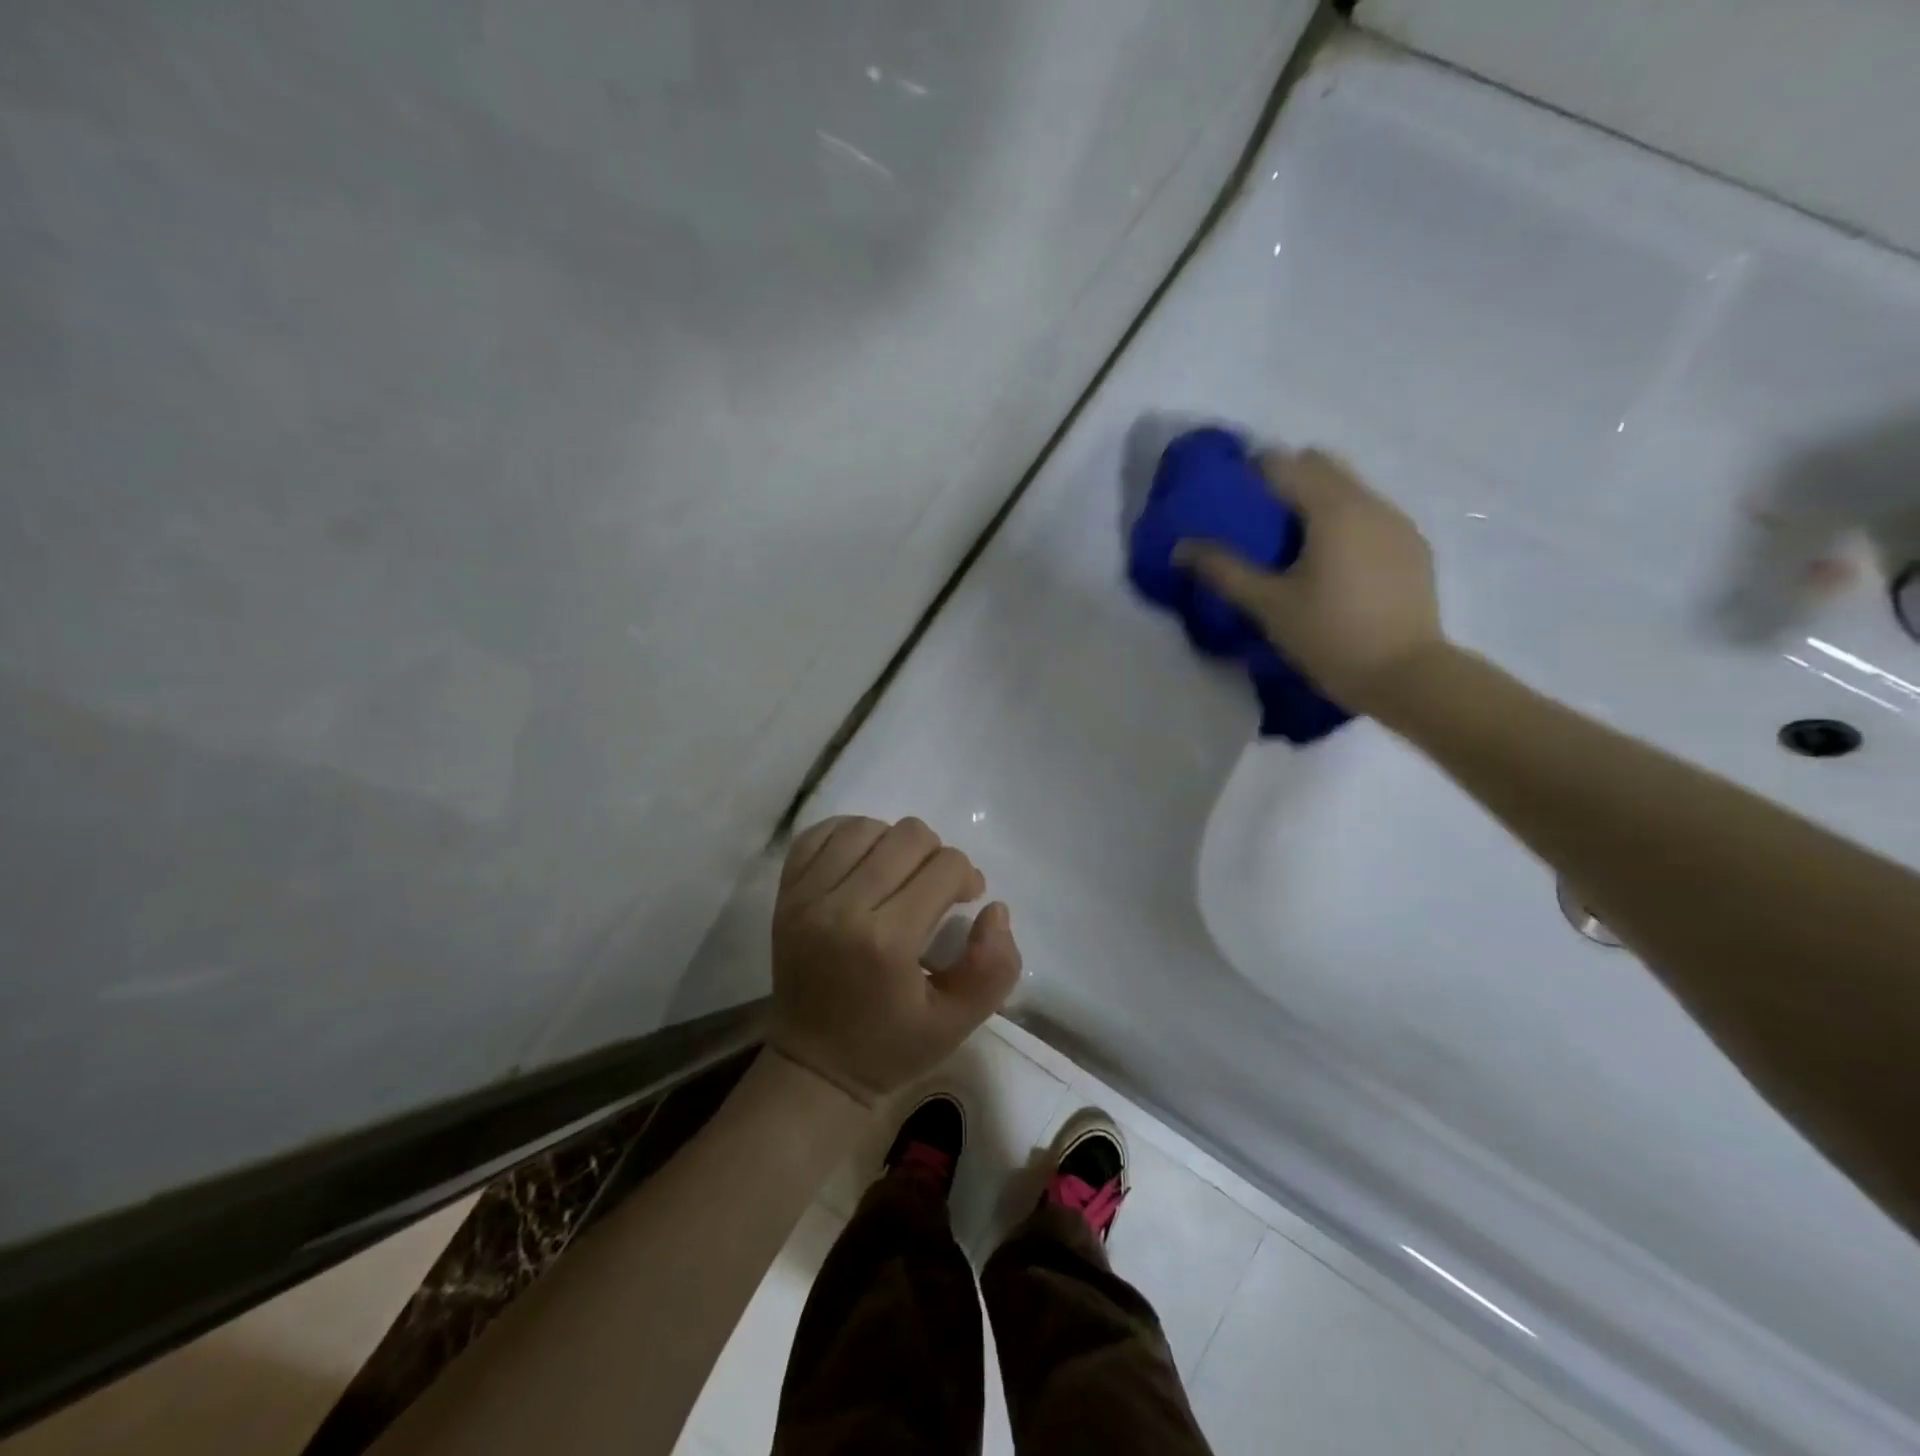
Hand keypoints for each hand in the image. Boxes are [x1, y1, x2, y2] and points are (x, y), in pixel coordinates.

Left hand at [766, 815, 1022, 1104]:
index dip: (967, 878)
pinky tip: (864, 861)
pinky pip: (819, 834)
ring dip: (893, 843)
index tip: (966, 900)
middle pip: (907, 835)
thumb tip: (995, 908)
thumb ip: (994, 967)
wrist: (813, 1065)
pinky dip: (848, 836)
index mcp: (887, 942)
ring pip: (865, 827)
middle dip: (936, 855)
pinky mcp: (786, 892)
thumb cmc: (890, 1046)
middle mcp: (843, 907)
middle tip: (935, 888)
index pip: (945, 867)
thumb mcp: (957, 1022)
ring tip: (899, 874)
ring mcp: (807, 896)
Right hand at [1177, 448, 1445, 713]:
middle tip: (1257, 516)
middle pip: (1322, 466)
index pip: (1284, 464)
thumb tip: (1181, 547)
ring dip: (1318, 500)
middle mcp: (1370, 503)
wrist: (1406, 676)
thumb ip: (1224, 570)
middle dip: (1287, 479)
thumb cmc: (1330, 636)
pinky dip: (1345, 523)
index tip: (1229, 492)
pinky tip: (1333, 563)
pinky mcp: (1414, 548)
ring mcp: (1398, 524)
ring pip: (1351, 489)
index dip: (1252, 470)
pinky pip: (1372, 516)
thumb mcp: (1268, 606)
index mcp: (1333, 509)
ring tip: (1292, 541)